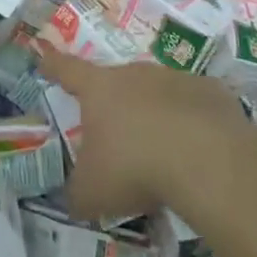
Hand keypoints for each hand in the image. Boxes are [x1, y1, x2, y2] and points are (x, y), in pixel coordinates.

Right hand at [36, 50, 246, 219]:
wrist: (207, 160)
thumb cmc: (135, 167)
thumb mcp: (92, 191)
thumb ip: (77, 192)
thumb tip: (73, 198)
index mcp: (98, 89)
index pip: (67, 70)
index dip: (53, 65)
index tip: (45, 58)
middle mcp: (135, 74)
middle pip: (117, 81)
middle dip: (114, 103)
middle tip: (118, 134)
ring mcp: (175, 79)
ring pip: (158, 92)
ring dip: (155, 112)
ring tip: (163, 149)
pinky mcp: (212, 92)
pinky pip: (195, 105)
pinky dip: (194, 122)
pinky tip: (199, 151)